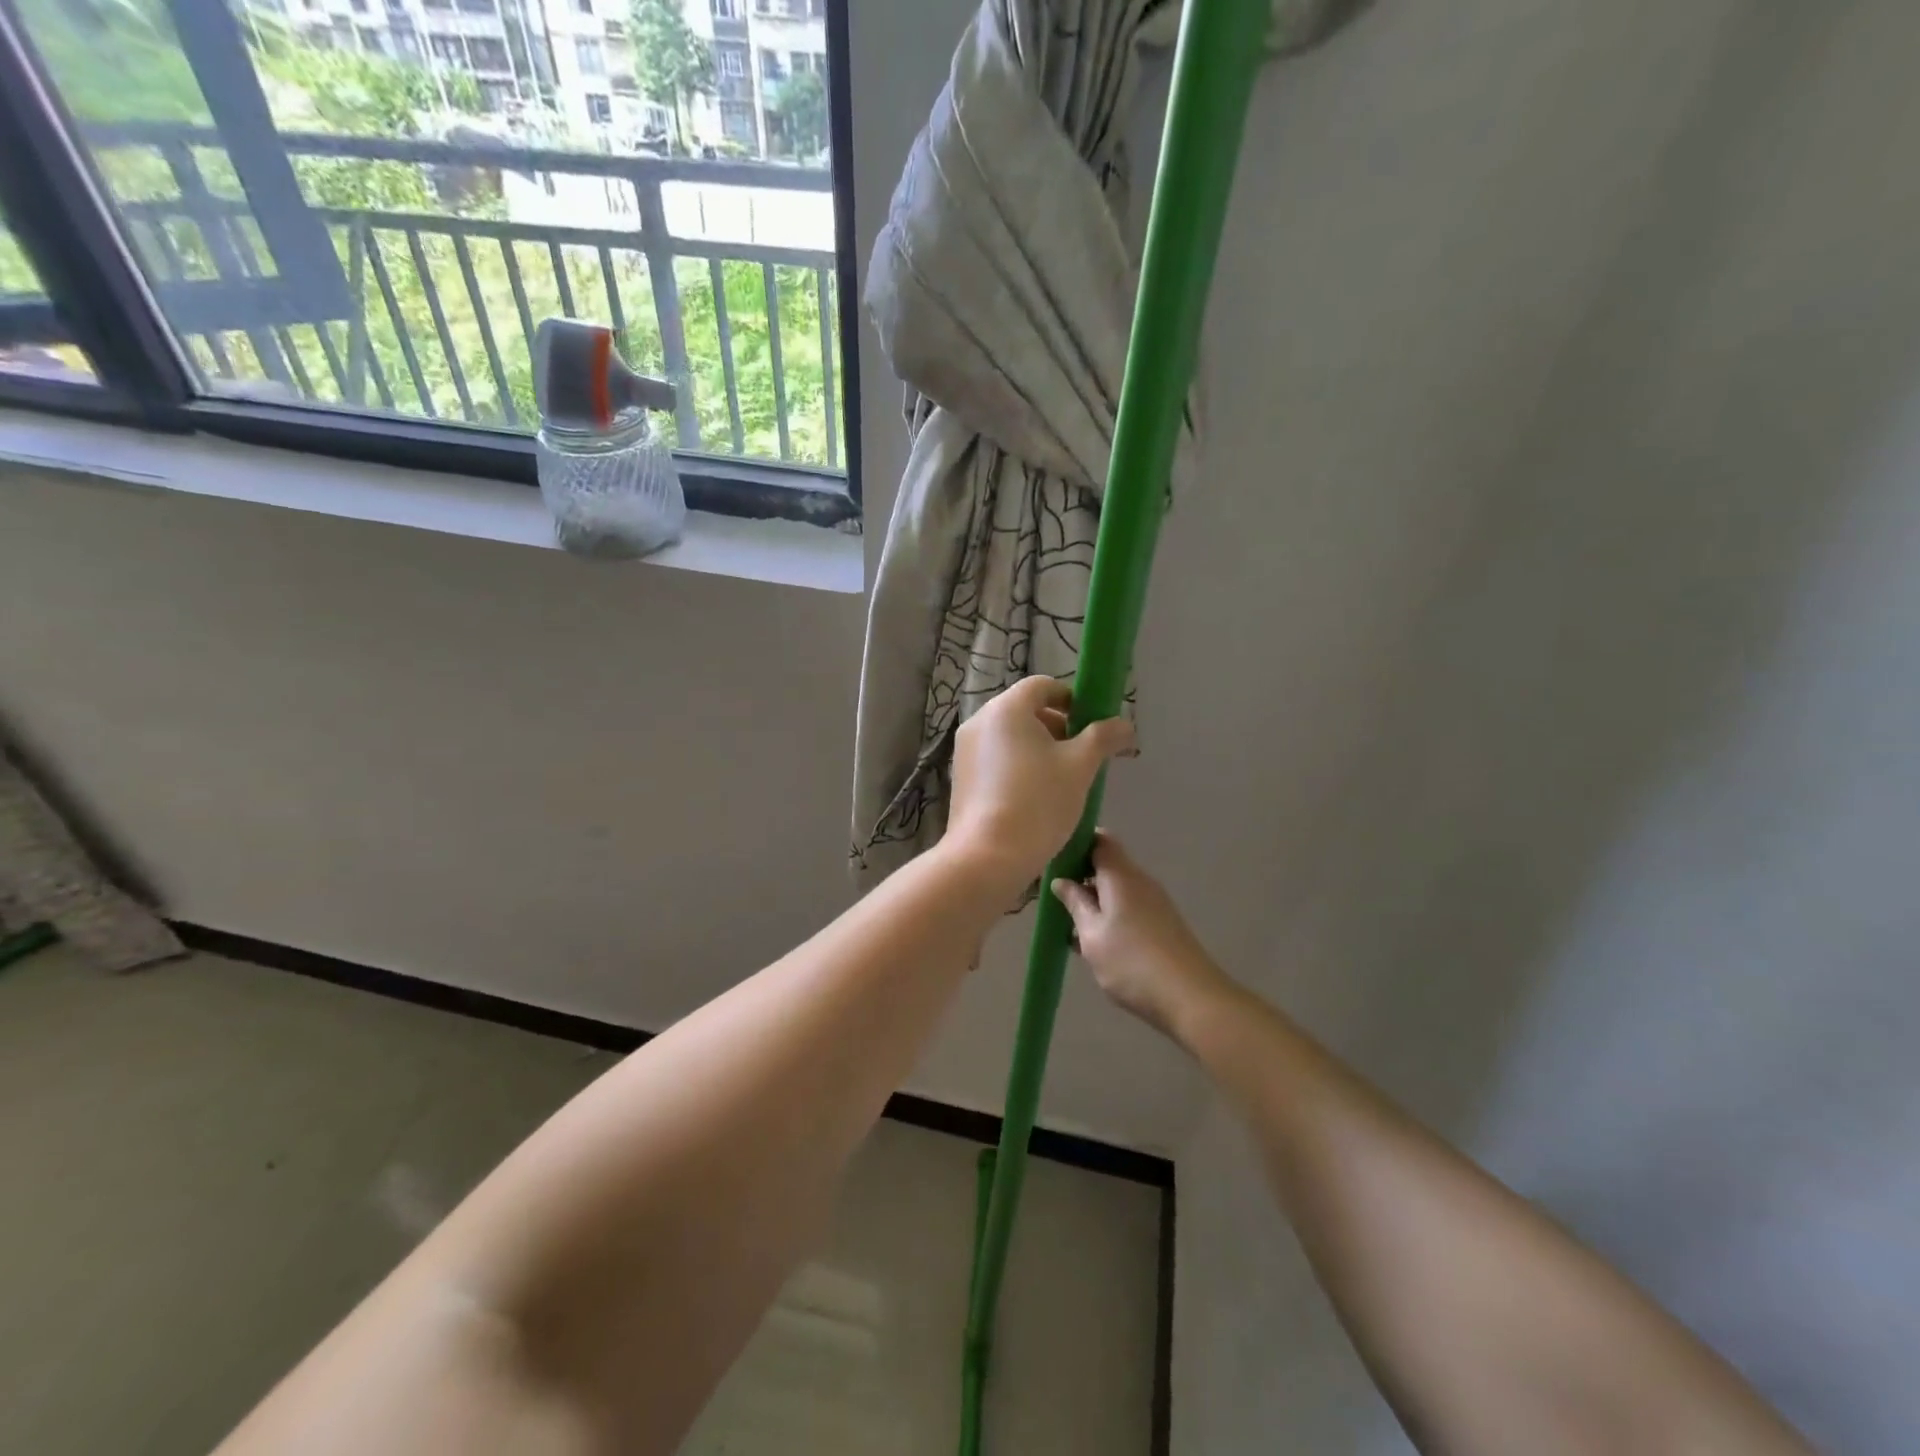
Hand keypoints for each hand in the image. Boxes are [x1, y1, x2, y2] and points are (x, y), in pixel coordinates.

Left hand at [944, 676, 1134, 895]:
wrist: (988, 856)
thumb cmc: (1038, 802)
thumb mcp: (1080, 767)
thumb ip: (1103, 738)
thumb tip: (1125, 725)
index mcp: (1006, 709)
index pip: (1043, 686)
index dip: (1072, 699)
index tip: (1091, 725)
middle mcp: (979, 721)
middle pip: (1025, 710)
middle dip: (1058, 727)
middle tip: (1082, 756)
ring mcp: (965, 750)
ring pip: (1010, 736)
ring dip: (1039, 748)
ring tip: (1062, 779)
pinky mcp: (960, 776)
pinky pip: (995, 758)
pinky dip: (1017, 765)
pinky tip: (1035, 796)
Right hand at [1052, 832, 1233, 1041]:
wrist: (1190, 998)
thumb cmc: (1131, 962)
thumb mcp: (1092, 934)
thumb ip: (1075, 904)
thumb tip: (1061, 881)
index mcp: (1121, 875)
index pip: (1099, 840)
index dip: (1076, 844)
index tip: (1053, 861)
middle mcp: (1140, 881)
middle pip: (1107, 864)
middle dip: (1080, 876)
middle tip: (1053, 898)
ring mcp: (1154, 903)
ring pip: (1116, 890)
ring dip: (1093, 901)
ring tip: (1068, 926)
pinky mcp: (1161, 924)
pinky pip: (1128, 908)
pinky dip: (1108, 917)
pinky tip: (1093, 944)